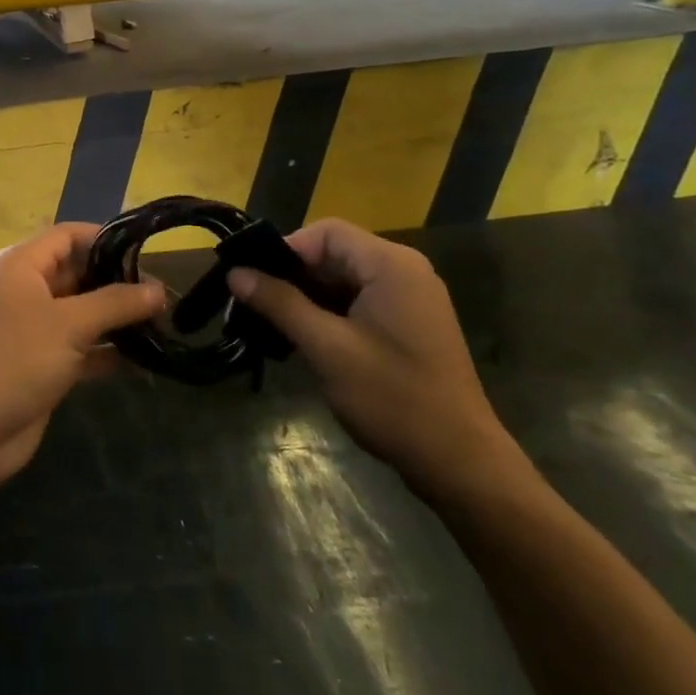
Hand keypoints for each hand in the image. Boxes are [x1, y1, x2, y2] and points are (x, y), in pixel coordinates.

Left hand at [0, 224, 164, 486]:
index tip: (146, 251)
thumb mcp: (69, 324)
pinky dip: (106, 351)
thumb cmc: (15, 360)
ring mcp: (33, 329)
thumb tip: (158, 289)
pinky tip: (144, 359)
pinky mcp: (41, 364)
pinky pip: (80, 347)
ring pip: (82, 313)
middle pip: (77, 273)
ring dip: (116, 319)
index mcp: (22, 265)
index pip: (68, 236)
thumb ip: (116, 303)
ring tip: (162, 323)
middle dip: (117, 282)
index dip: (105, 239)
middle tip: (163, 295)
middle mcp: (26, 290)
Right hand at [226, 219, 523, 500]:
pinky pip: (361, 300)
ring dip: (310, 296)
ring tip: (276, 324)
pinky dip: (332, 312)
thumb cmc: (392, 398)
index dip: (286, 250)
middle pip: (335, 253)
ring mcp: (412, 298)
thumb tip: (235, 273)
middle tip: (257, 305)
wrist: (460, 462)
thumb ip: (280, 304)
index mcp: (391, 265)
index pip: (326, 232)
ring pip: (345, 279)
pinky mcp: (411, 323)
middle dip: (295, 276)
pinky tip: (308, 338)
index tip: (254, 280)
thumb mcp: (327, 348)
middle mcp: (405, 270)